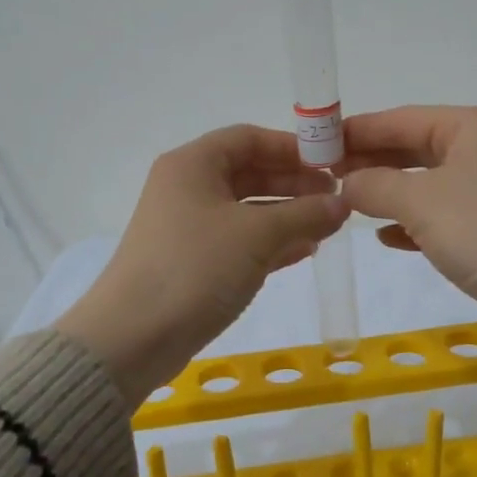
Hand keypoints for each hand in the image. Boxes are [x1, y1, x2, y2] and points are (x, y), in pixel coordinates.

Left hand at [56, 125, 347, 403]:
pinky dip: (271, 243)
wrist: (134, 337)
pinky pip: (239, 241)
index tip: (331, 164)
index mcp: (193, 165)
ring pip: (247, 210)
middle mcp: (187, 188)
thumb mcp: (257, 235)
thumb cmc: (196, 267)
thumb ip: (304, 215)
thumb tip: (341, 204)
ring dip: (287, 216)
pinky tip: (304, 252)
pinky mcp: (193, 263)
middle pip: (249, 173)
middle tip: (336, 199)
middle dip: (294, 184)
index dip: (291, 148)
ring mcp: (188, 228)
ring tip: (328, 227)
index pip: (248, 138)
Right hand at [338, 106, 476, 330]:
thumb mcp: (421, 202)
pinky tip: (387, 237)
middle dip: (371, 162)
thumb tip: (348, 183)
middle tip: (323, 178)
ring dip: (389, 193)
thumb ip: (375, 185)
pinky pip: (445, 215)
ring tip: (347, 204)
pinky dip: (415, 222)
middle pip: (415, 148)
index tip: (314, 145)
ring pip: (429, 183)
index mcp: (472, 126)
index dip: (355, 131)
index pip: (400, 119)